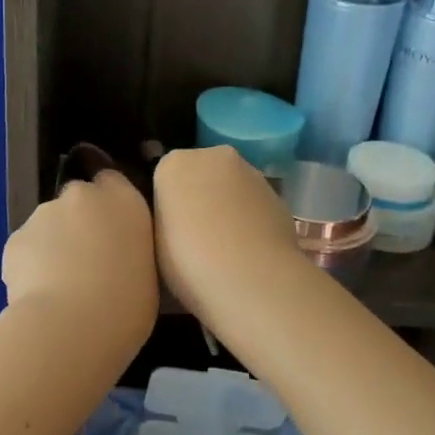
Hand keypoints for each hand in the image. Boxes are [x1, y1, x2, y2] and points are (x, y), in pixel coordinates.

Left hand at [1, 170, 157, 345]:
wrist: (72, 327)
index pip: (112, 180)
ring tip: (60, 286)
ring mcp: (44, 213)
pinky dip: (30, 266)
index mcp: (124, 201)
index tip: (109, 228)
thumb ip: (128, 250)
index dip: (107, 202)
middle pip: (77, 200)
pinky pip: (26, 249)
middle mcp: (82, 195)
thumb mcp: (147, 273)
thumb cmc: (127, 307)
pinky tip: (39, 295)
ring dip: (53, 245)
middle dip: (78, 222)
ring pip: (48, 225)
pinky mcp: (15, 238)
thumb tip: (114, 257)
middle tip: (86, 261)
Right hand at [152, 146, 309, 326]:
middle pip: (202, 172)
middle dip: (200, 195)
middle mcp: (214, 156)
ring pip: (232, 186)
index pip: (165, 175)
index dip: (169, 203)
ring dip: (228, 206)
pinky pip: (255, 204)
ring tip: (226, 248)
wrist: (251, 278)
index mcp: (174, 164)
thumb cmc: (188, 261)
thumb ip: (165, 217)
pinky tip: (250, 250)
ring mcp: (251, 172)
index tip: (170, 229)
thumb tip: (178, 218)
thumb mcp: (156, 239)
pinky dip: (252, 219)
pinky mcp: (278, 195)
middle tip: (196, 236)